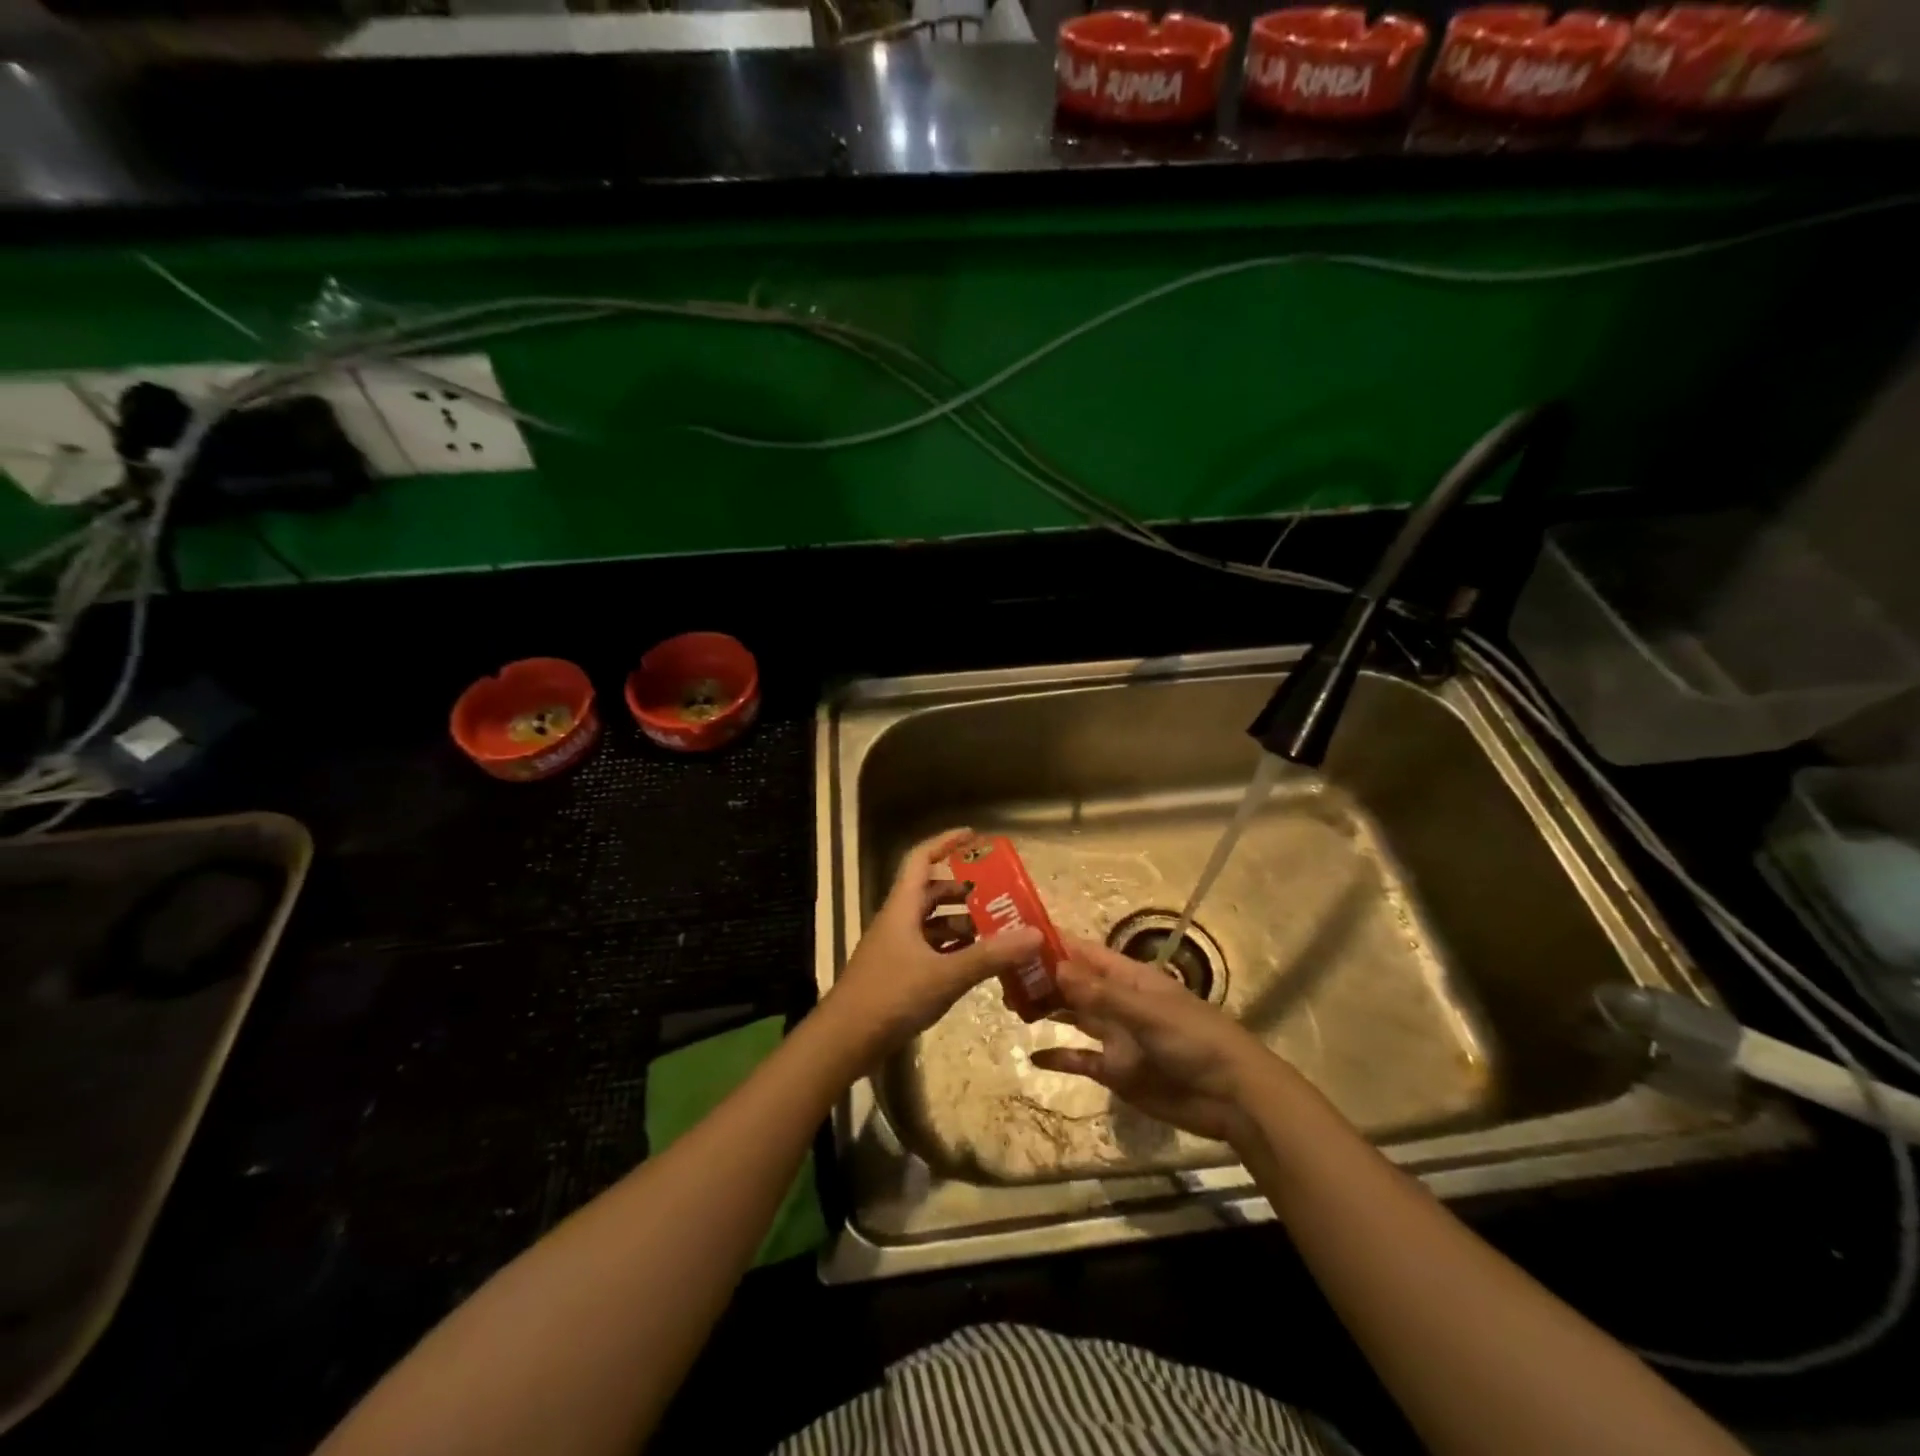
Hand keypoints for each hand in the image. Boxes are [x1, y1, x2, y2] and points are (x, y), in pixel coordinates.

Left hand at [821, 829, 1043, 1061]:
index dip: (945, 842)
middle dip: (964, 890)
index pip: (921, 859)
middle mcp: (898, 921)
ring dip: (962, 923)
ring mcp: (896, 948)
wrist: (845, 1040)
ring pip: (932, 924)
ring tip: (997, 930)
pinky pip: (930, 950)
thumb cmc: (891, 996)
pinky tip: (977, 963)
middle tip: (998, 895)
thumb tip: (1035, 933)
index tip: (973, 836)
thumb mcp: (945, 975)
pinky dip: (953, 950)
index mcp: (902, 907)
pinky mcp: (897, 974)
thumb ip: (990, 955)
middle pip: (931, 892)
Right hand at [1032, 937, 1278, 1145]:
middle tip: (1001, 976)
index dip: (1055, 944)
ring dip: (1046, 1009)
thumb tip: (1056, 967)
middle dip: (1042, 978)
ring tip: (1010, 1003)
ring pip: (1073, 1017)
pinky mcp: (1116, 1072)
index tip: (1017, 936)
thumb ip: (1101, 994)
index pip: (1085, 954)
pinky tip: (1032, 1056)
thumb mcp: (1148, 1013)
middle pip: (1074, 984)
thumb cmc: (1195, 1040)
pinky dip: (1059, 1057)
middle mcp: (1118, 1003)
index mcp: (1129, 979)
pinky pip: (1081, 1059)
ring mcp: (1116, 1038)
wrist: (1232, 1099)